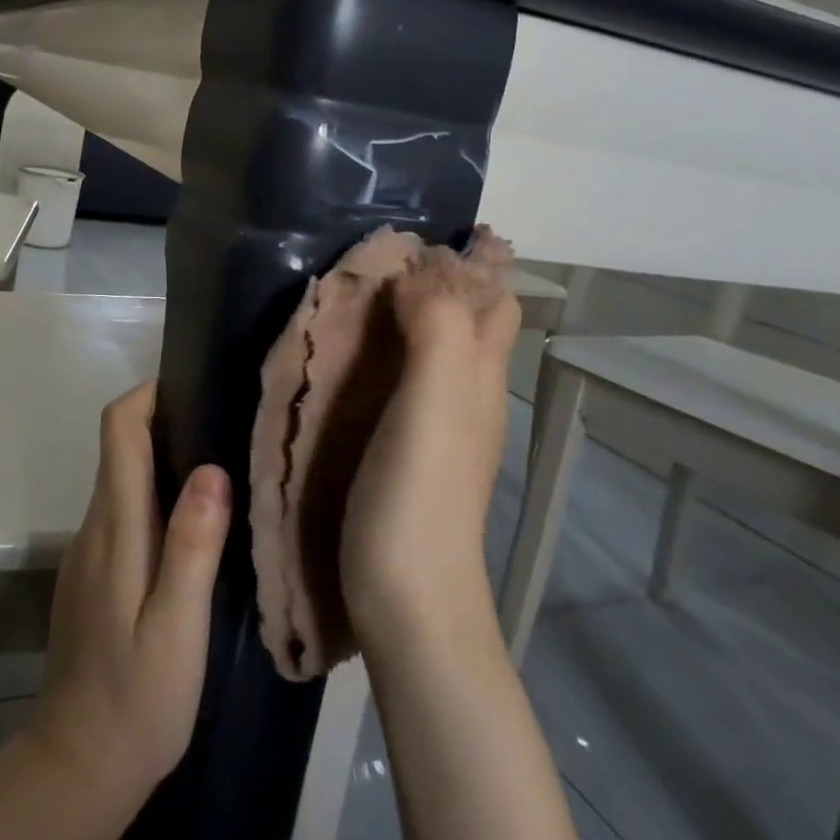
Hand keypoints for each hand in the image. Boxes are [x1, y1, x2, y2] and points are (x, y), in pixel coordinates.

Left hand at [24, 382, 231, 816]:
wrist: (76, 769)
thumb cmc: (136, 700)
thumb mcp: (178, 628)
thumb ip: (193, 546)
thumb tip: (210, 468)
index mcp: (115, 528)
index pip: (118, 429)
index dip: (150, 395)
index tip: (196, 389)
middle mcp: (94, 526)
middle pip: (121, 446)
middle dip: (167, 422)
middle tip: (228, 429)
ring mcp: (89, 551)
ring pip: (124, 478)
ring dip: (165, 461)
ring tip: (223, 474)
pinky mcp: (93, 573)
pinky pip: (124, 512)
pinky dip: (155, 498)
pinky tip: (194, 529)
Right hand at [340, 260, 520, 651]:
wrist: (410, 604)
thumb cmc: (419, 500)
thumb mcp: (435, 404)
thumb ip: (438, 330)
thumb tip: (418, 273)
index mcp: (480, 374)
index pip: (494, 297)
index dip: (467, 259)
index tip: (411, 235)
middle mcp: (468, 392)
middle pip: (468, 318)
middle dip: (435, 280)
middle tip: (373, 262)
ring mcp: (439, 423)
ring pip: (434, 345)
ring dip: (405, 312)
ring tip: (352, 293)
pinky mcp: (407, 447)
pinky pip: (404, 377)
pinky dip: (384, 350)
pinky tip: (346, 353)